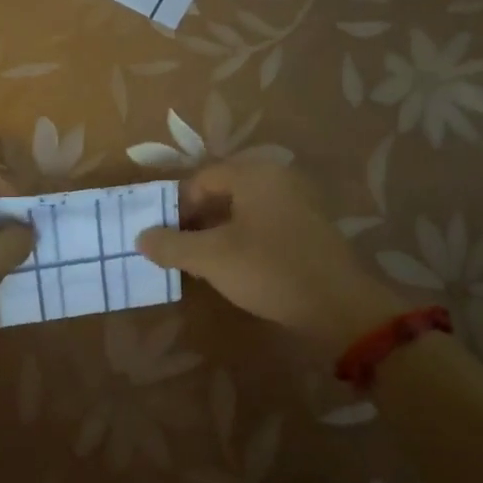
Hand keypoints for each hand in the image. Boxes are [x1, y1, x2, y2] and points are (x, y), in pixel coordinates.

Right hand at [136, 159, 406, 349]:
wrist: (341, 307)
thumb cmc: (269, 270)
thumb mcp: (212, 259)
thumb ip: (172, 245)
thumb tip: (141, 237)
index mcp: (254, 174)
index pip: (202, 179)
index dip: (178, 207)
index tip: (167, 238)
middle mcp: (278, 179)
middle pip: (224, 192)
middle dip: (198, 220)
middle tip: (183, 251)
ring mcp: (299, 202)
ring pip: (245, 210)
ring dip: (220, 233)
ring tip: (207, 264)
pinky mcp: (312, 228)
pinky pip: (267, 224)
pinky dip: (246, 240)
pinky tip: (240, 269)